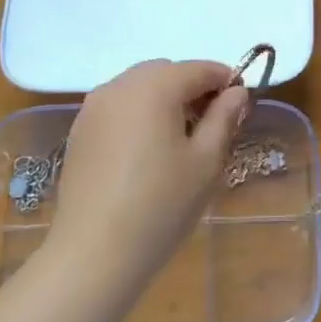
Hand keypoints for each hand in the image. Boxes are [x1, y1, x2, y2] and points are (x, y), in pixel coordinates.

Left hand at [46, 59, 248, 295]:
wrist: (94, 253)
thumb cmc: (161, 204)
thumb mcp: (206, 161)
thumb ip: (224, 118)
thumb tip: (236, 91)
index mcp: (155, 87)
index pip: (199, 68)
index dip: (225, 80)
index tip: (241, 105)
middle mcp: (120, 86)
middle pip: (166, 71)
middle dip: (192, 87)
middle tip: (211, 124)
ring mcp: (93, 107)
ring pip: (139, 86)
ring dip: (163, 98)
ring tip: (179, 139)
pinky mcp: (79, 131)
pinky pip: (118, 106)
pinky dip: (138, 114)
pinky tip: (146, 151)